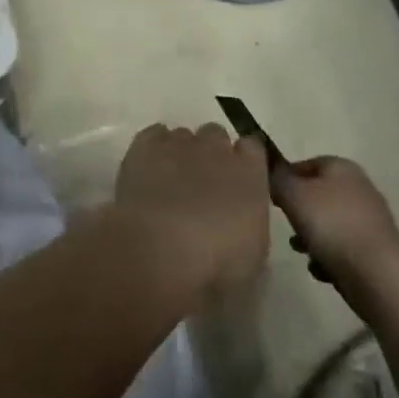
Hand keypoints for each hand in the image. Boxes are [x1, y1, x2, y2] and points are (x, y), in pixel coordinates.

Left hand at [115, 123, 269, 289]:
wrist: (160, 249)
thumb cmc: (216, 262)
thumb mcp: (253, 255)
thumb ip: (251, 224)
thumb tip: (243, 222)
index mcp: (249, 172)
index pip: (253, 148)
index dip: (244, 161)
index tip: (238, 181)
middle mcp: (215, 148)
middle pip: (216, 136)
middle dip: (211, 154)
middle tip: (203, 185)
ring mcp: (178, 143)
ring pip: (183, 136)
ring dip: (181, 153)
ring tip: (171, 181)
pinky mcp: (145, 146)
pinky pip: (153, 135)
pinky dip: (154, 148)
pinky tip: (150, 170)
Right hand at [271, 156, 398, 285]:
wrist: (378, 275)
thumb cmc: (332, 225)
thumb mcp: (293, 195)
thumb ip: (276, 178)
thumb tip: (268, 168)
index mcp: (342, 167)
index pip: (306, 163)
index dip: (286, 178)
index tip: (271, 197)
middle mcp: (359, 188)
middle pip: (318, 195)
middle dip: (299, 212)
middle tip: (285, 226)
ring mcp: (370, 220)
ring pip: (329, 224)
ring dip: (311, 237)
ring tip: (300, 251)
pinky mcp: (375, 250)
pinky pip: (343, 249)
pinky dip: (329, 257)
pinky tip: (321, 270)